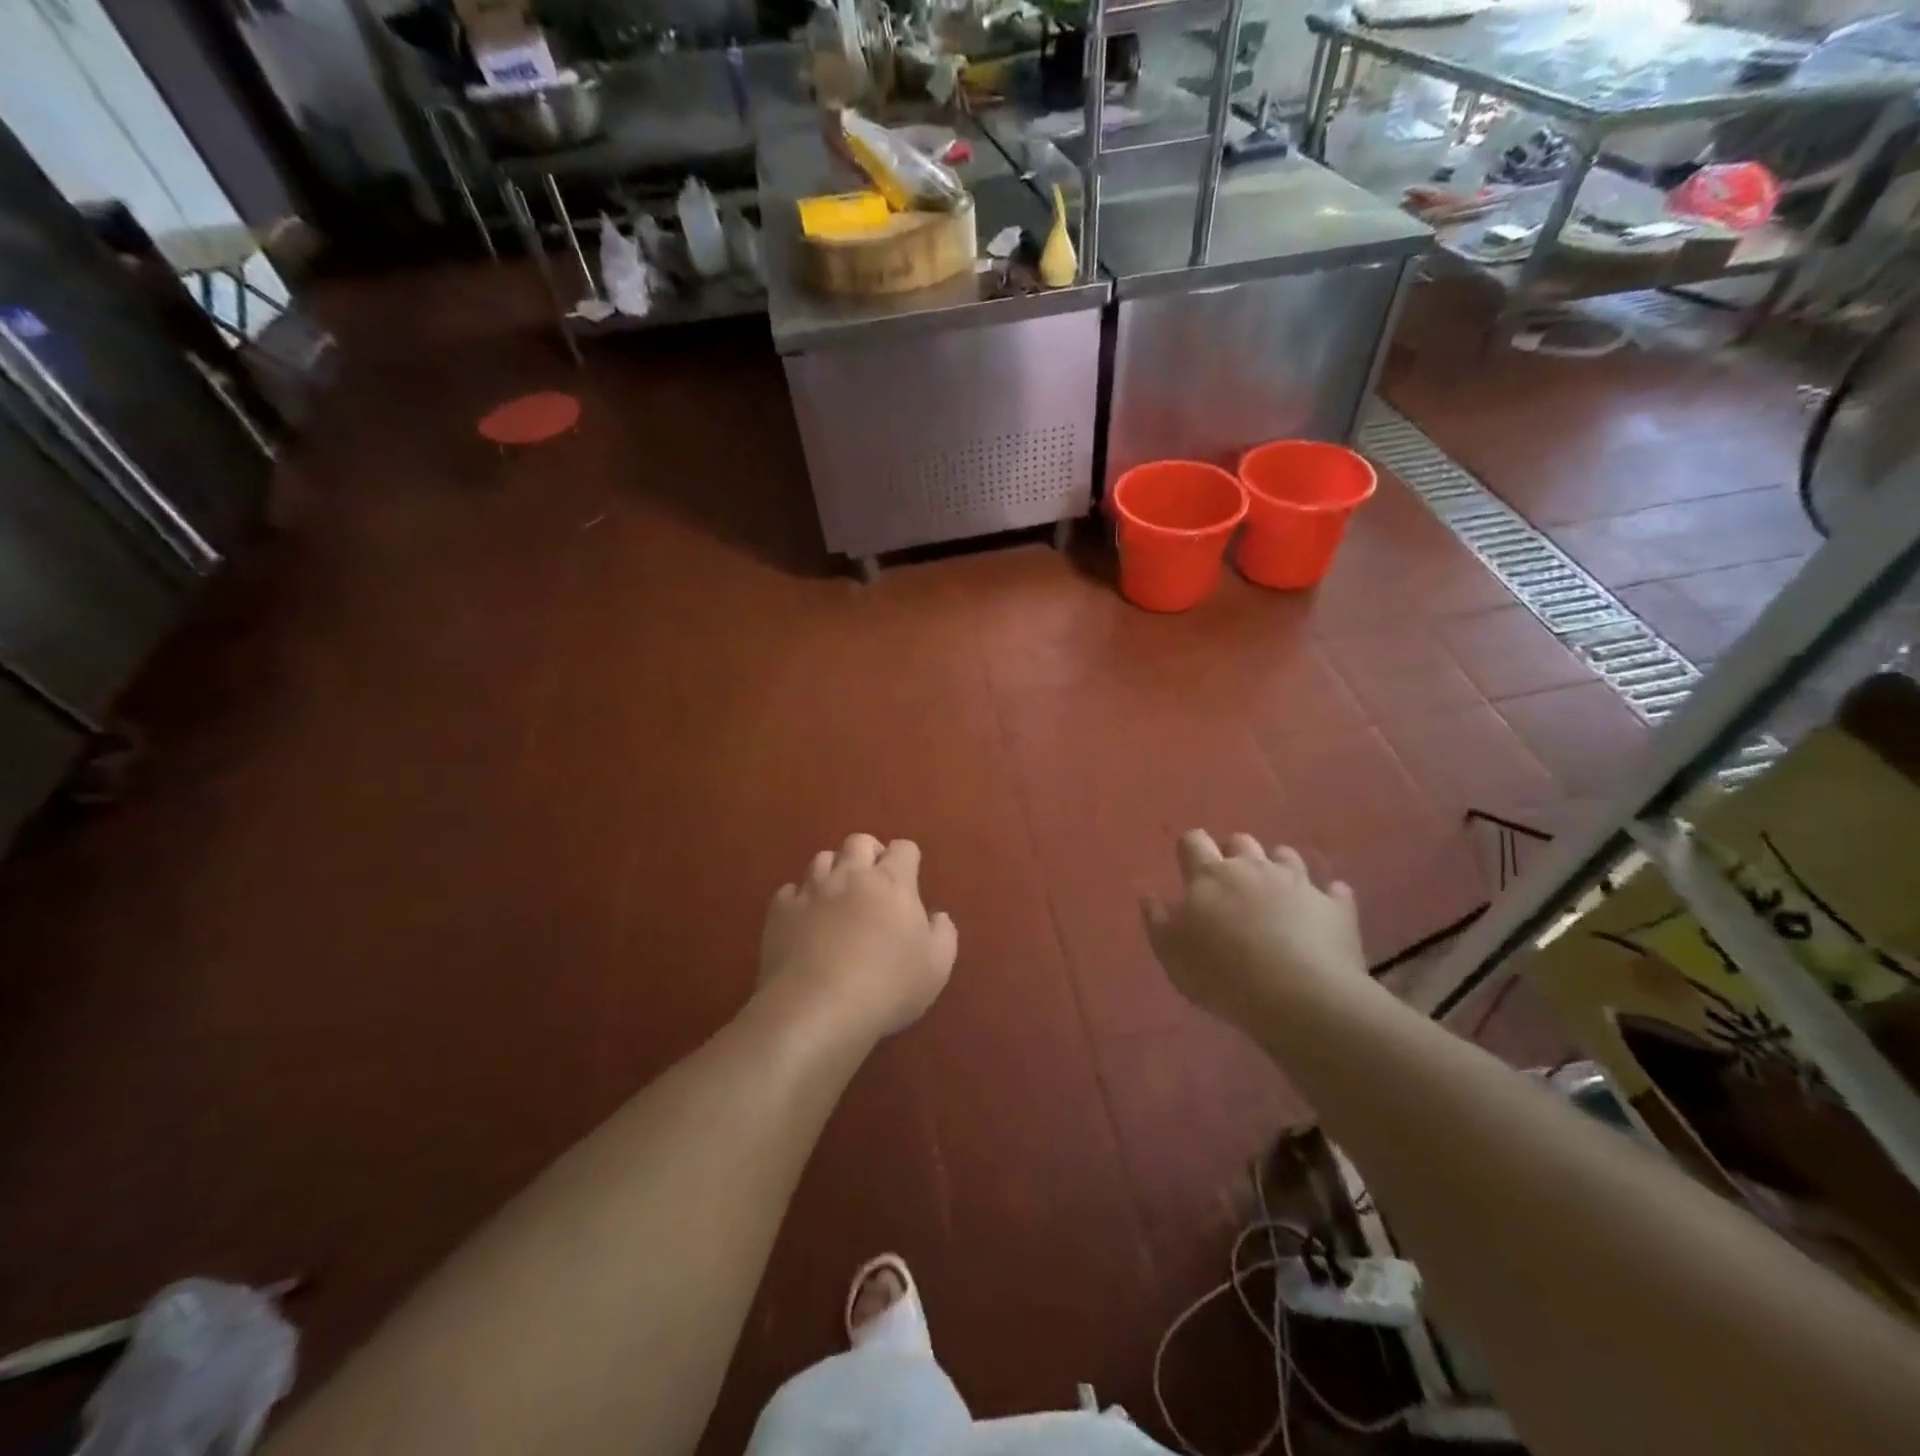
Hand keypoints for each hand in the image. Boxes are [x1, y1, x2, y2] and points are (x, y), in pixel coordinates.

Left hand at [760, 834, 957, 1039]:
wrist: (818, 1009)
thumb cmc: (887, 987)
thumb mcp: (936, 968)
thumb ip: (943, 934)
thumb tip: (937, 916)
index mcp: (892, 882)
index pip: (903, 848)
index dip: (907, 859)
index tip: (908, 879)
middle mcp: (851, 875)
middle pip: (859, 841)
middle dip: (868, 853)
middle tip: (873, 881)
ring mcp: (812, 890)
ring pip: (822, 859)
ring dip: (833, 871)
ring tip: (838, 896)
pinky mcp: (781, 911)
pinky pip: (790, 890)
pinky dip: (800, 898)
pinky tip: (805, 919)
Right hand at [1142, 830, 1368, 1028]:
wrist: (1298, 997)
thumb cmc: (1222, 974)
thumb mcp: (1172, 954)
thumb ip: (1157, 920)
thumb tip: (1149, 895)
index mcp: (1210, 875)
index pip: (1193, 842)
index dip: (1189, 849)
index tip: (1187, 866)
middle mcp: (1254, 868)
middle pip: (1241, 842)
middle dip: (1234, 854)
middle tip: (1231, 884)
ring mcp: (1299, 883)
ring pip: (1287, 856)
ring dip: (1278, 867)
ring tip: (1275, 894)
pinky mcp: (1336, 907)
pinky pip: (1335, 891)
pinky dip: (1327, 897)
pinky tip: (1323, 910)